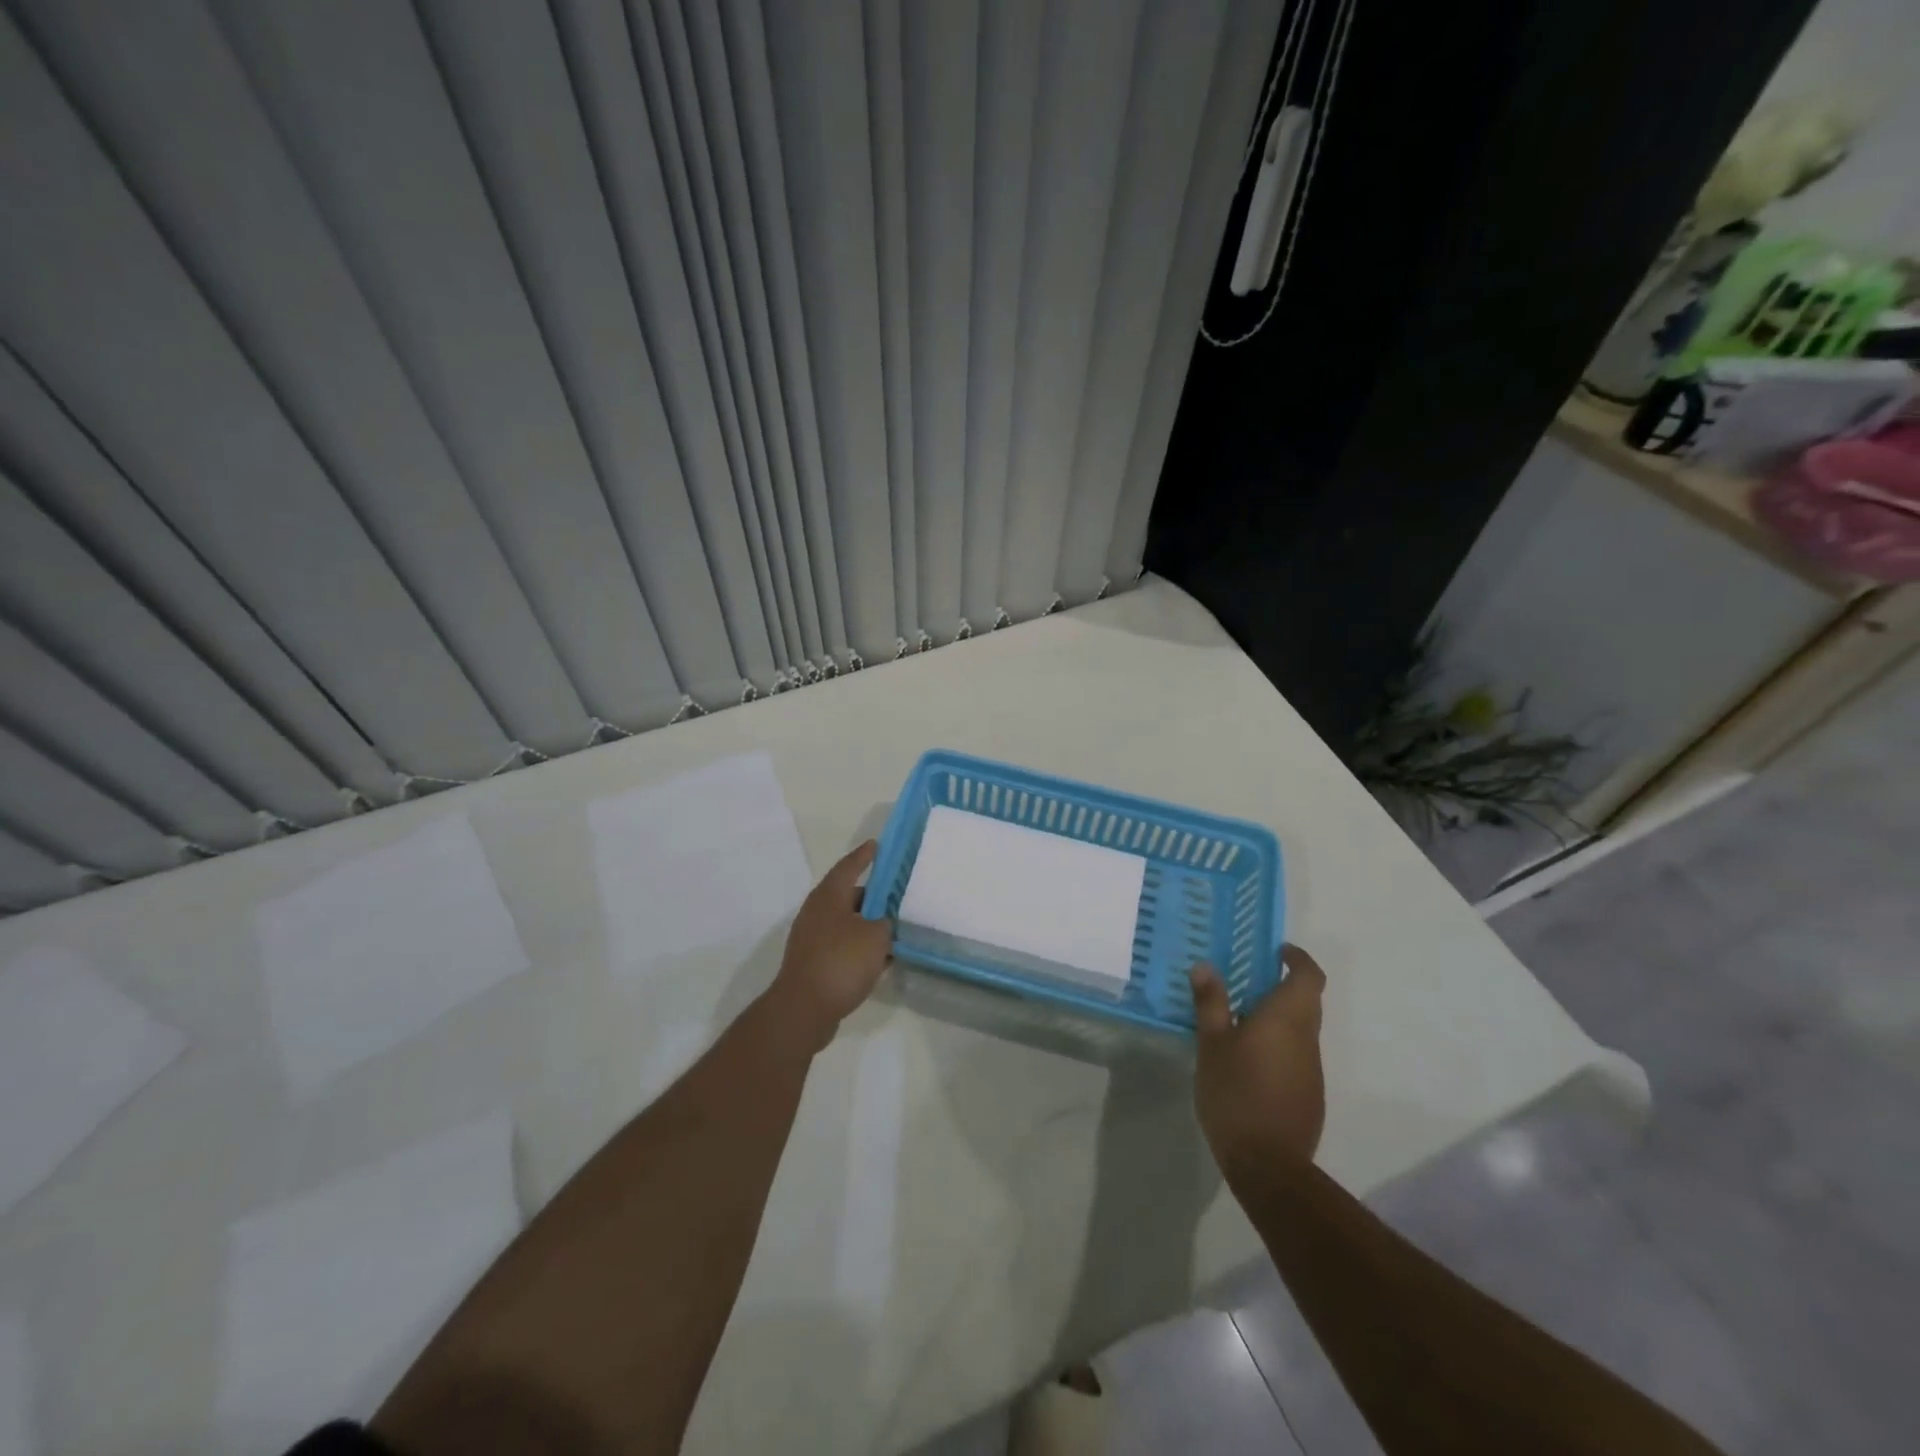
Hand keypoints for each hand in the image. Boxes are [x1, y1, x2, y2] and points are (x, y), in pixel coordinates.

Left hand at [767, 840, 892, 1051]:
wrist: (804, 1009)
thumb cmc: (841, 962)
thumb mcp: (875, 936)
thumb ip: (885, 922)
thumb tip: (883, 922)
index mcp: (828, 896)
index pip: (849, 866)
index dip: (864, 855)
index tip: (876, 845)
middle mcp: (817, 912)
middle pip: (849, 895)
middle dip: (873, 895)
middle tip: (897, 893)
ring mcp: (812, 939)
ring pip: (847, 923)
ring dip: (869, 924)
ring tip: (895, 927)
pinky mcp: (814, 963)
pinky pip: (843, 946)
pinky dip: (861, 947)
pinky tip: (882, 958)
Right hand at [1190, 945, 1326, 1180]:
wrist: (1269, 1163)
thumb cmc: (1236, 1092)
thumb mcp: (1212, 1044)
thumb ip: (1211, 1003)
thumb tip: (1206, 966)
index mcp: (1287, 1018)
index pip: (1309, 976)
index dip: (1298, 958)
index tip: (1276, 951)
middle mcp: (1308, 1038)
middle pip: (1307, 1000)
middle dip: (1283, 985)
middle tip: (1247, 981)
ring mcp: (1312, 1069)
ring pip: (1301, 1029)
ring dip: (1279, 1017)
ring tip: (1239, 1021)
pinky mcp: (1310, 1094)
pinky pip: (1297, 1055)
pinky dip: (1279, 1045)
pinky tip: (1249, 1061)